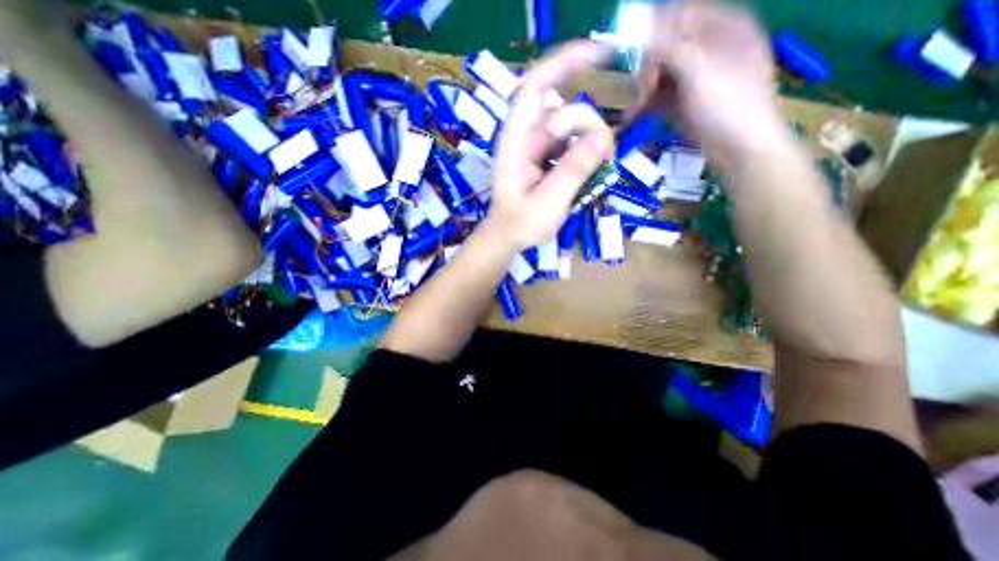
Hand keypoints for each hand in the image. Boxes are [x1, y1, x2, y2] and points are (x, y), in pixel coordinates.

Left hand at [484, 42, 617, 252]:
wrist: (508, 238)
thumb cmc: (520, 224)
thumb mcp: (548, 202)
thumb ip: (572, 170)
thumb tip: (602, 137)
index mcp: (516, 141)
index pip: (535, 89)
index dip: (563, 64)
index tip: (600, 54)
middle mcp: (527, 137)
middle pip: (566, 111)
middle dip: (589, 127)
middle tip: (603, 159)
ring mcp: (539, 147)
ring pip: (574, 128)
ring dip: (592, 143)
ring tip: (600, 170)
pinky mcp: (548, 158)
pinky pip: (574, 144)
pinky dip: (588, 152)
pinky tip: (594, 170)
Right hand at [636, 3, 791, 168]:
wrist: (740, 149)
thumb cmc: (727, 106)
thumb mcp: (698, 71)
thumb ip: (669, 48)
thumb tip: (640, 33)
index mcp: (723, 26)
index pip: (679, 15)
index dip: (654, 34)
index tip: (634, 59)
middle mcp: (707, 48)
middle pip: (666, 46)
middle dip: (647, 68)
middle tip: (640, 90)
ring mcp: (695, 77)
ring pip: (659, 73)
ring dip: (643, 89)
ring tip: (635, 107)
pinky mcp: (685, 101)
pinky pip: (659, 95)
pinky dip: (645, 104)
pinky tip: (632, 115)